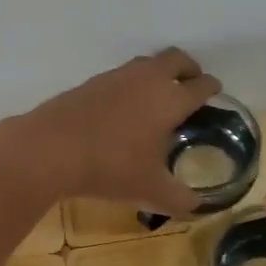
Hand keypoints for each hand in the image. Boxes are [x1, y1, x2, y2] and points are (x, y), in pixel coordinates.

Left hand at [0, 49, 222, 214]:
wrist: (51, 149)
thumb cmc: (111, 167)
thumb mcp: (151, 191)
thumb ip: (179, 199)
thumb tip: (195, 206)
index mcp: (170, 100)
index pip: (200, 86)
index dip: (211, 87)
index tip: (214, 91)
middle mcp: (147, 80)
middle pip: (175, 59)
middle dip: (188, 68)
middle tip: (191, 83)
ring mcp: (116, 77)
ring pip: (146, 64)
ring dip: (157, 73)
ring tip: (157, 95)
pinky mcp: (90, 83)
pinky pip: (120, 76)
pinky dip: (130, 85)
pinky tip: (122, 107)